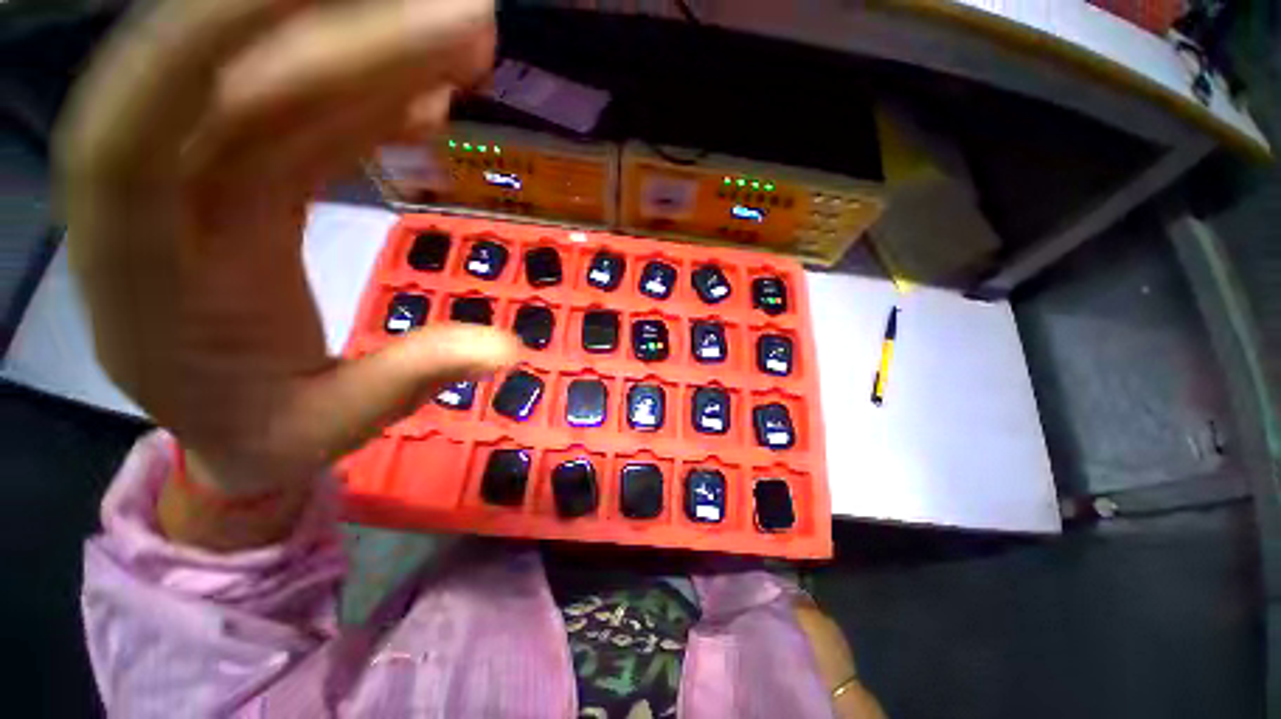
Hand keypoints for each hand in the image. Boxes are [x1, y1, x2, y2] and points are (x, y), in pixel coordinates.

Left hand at [57, 0, 515, 499]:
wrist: (234, 423)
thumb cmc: (267, 432)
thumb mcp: (328, 428)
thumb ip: (406, 382)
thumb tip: (504, 349)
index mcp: (143, 278)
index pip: (137, 132)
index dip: (209, 41)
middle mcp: (154, 200)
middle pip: (224, 77)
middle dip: (337, 29)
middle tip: (462, 16)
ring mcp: (201, 177)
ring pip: (272, 79)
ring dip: (370, 49)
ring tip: (465, 39)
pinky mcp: (246, 175)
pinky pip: (307, 115)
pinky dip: (372, 97)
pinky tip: (436, 98)